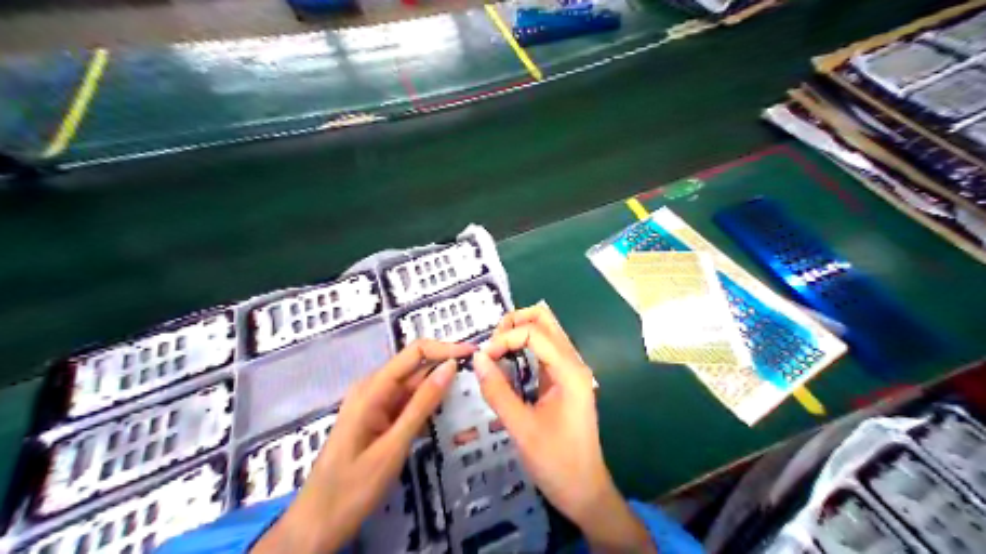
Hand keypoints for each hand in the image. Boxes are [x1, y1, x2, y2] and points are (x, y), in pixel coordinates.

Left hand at [252, 338, 478, 553]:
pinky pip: (407, 404)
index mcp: (372, 389)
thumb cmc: (353, 487)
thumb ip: (422, 404)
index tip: (473, 354)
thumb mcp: (393, 445)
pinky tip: (447, 412)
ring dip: (439, 388)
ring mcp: (375, 405)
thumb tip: (450, 367)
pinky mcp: (378, 420)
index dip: (444, 349)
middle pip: (415, 368)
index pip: (414, 353)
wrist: (318, 524)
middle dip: (445, 368)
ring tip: (470, 393)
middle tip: (479, 377)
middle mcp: (373, 389)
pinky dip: (427, 406)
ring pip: (414, 387)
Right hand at [472, 302, 652, 552]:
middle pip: (545, 320)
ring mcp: (569, 370)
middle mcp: (573, 363)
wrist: (584, 490)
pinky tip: (507, 361)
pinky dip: (523, 346)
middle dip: (514, 323)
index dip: (505, 338)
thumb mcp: (521, 428)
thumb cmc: (556, 462)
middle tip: (491, 345)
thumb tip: (477, 358)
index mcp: (569, 371)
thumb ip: (497, 391)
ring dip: (518, 332)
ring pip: (545, 332)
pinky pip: (543, 350)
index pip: (535, 332)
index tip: (483, 359)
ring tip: (495, 351)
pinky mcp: (563, 380)